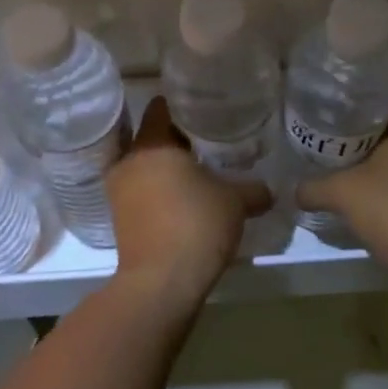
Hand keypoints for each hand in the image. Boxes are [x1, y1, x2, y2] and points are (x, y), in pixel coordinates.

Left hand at [106, 98, 271, 312]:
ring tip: (200, 172)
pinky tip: (187, 201)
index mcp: (152, 144)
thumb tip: (269, 189)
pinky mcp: (120, 219)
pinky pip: (142, 192)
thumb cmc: (196, 225)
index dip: (184, 104)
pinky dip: (161, 192)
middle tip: (210, 140)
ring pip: (147, 166)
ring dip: (169, 168)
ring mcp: (119, 192)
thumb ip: (253, 189)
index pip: (161, 107)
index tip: (206, 107)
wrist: (161, 284)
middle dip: (179, 138)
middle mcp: (128, 161)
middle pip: (153, 137)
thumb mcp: (235, 202)